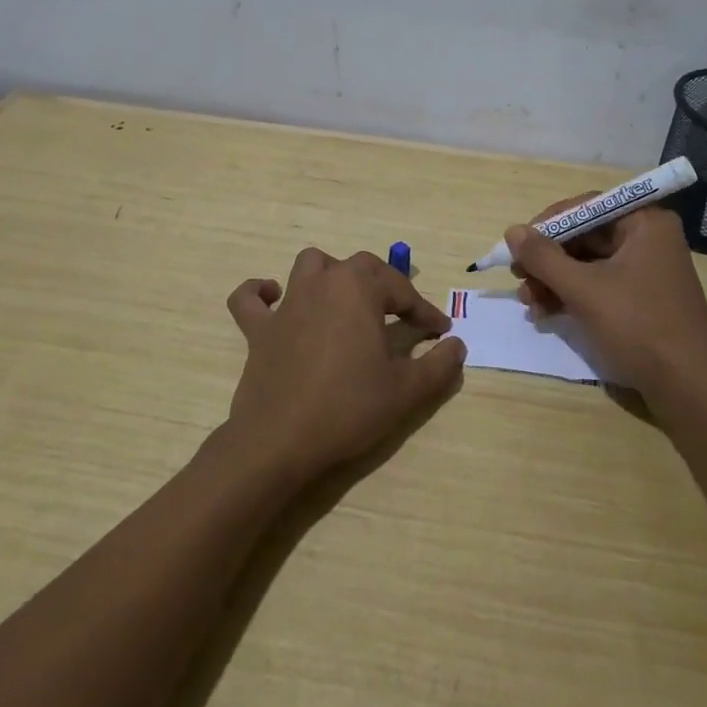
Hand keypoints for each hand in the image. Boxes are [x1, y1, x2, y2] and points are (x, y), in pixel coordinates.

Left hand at [224, 248, 465, 479]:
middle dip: (386, 286)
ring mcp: (287, 304)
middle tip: (402, 315)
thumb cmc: (348, 408)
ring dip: (331, 274)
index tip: (440, 331)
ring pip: (310, 265)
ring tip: (346, 299)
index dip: (424, 311)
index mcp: (358, 289)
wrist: (280, 441)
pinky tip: (273, 299)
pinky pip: (249, 299)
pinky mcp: (258, 330)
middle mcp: (323, 283)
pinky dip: (260, 293)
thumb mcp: (407, 390)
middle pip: (360, 267)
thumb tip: (457, 345)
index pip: (401, 290)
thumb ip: (439, 364)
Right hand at [504, 198, 706, 412]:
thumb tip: (512, 231)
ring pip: (587, 264)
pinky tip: (546, 314)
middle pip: (584, 236)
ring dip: (554, 281)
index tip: (518, 246)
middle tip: (518, 279)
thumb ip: (544, 258)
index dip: (548, 225)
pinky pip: (598, 285)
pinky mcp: (641, 298)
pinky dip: (571, 296)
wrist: (688, 388)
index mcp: (645, 223)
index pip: (586, 207)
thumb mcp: (584, 290)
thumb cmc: (638, 327)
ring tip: (528, 304)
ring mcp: (646, 270)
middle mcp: (648, 239)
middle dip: (548, 260)